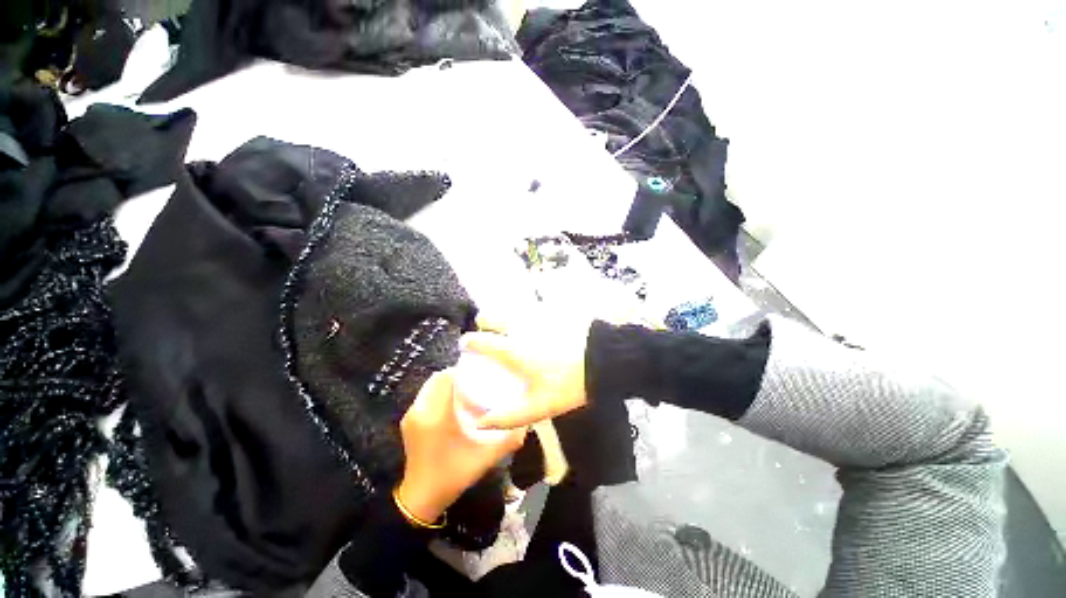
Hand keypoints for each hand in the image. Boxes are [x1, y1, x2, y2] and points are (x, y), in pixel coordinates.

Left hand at [397, 369, 526, 522]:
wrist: (420, 499)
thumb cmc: (451, 476)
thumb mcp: (483, 459)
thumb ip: (506, 442)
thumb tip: (525, 426)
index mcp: (436, 416)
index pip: (446, 379)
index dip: (462, 370)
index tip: (480, 372)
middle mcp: (420, 411)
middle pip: (438, 379)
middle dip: (457, 375)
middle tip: (477, 380)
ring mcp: (411, 416)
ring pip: (431, 386)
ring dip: (448, 384)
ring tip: (469, 390)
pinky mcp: (409, 421)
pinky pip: (426, 396)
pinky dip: (440, 393)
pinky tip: (456, 404)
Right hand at [460, 317, 590, 430]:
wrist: (601, 361)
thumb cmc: (568, 384)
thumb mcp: (538, 408)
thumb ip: (507, 417)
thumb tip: (481, 423)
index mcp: (512, 349)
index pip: (479, 339)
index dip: (468, 342)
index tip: (466, 347)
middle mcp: (519, 328)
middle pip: (491, 316)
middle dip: (484, 323)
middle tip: (488, 334)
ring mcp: (536, 317)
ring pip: (510, 311)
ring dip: (504, 318)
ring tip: (509, 331)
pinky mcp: (551, 312)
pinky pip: (529, 310)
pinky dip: (524, 316)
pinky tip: (533, 328)